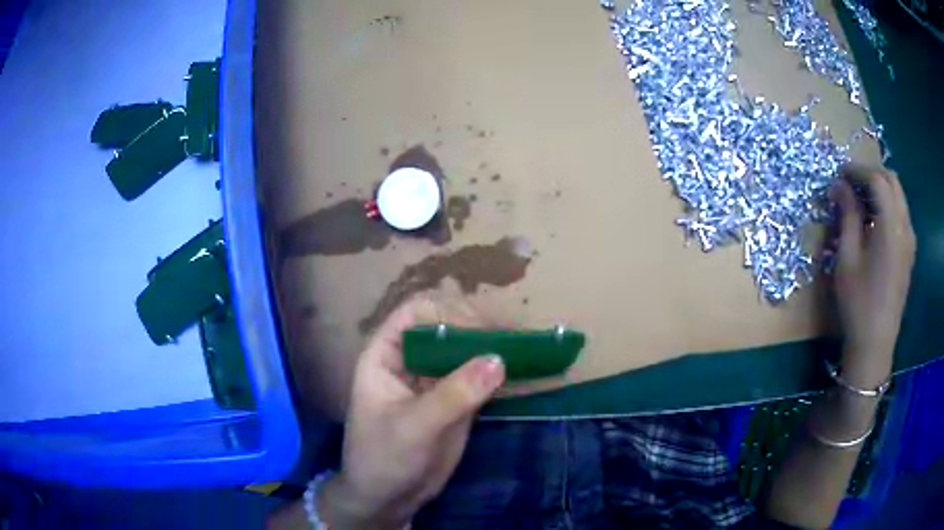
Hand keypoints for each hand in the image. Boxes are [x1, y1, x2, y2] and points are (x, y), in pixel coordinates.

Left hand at [318, 296, 505, 528]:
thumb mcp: (414, 426)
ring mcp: (435, 381)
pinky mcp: (456, 402)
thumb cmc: (384, 457)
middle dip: (479, 329)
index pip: (415, 313)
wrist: (388, 498)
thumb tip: (498, 359)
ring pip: (466, 353)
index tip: (482, 328)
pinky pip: (479, 379)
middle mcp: (411, 361)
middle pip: (446, 328)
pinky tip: (524, 372)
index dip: (446, 312)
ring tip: (529, 348)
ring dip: (494, 350)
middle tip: (516, 337)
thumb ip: (454, 394)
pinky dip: (499, 375)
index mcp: (386, 355)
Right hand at [830, 164, 915, 386]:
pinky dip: (887, 205)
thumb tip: (840, 186)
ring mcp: (910, 240)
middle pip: (892, 181)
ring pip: (898, 196)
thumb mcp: (847, 258)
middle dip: (871, 174)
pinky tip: (873, 220)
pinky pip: (901, 214)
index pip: (877, 180)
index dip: (857, 170)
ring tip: (860, 199)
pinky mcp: (909, 252)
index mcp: (891, 227)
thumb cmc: (858, 303)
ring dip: (880, 188)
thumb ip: (848, 216)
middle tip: (850, 182)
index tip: (839, 174)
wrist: (875, 344)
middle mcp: (905, 227)